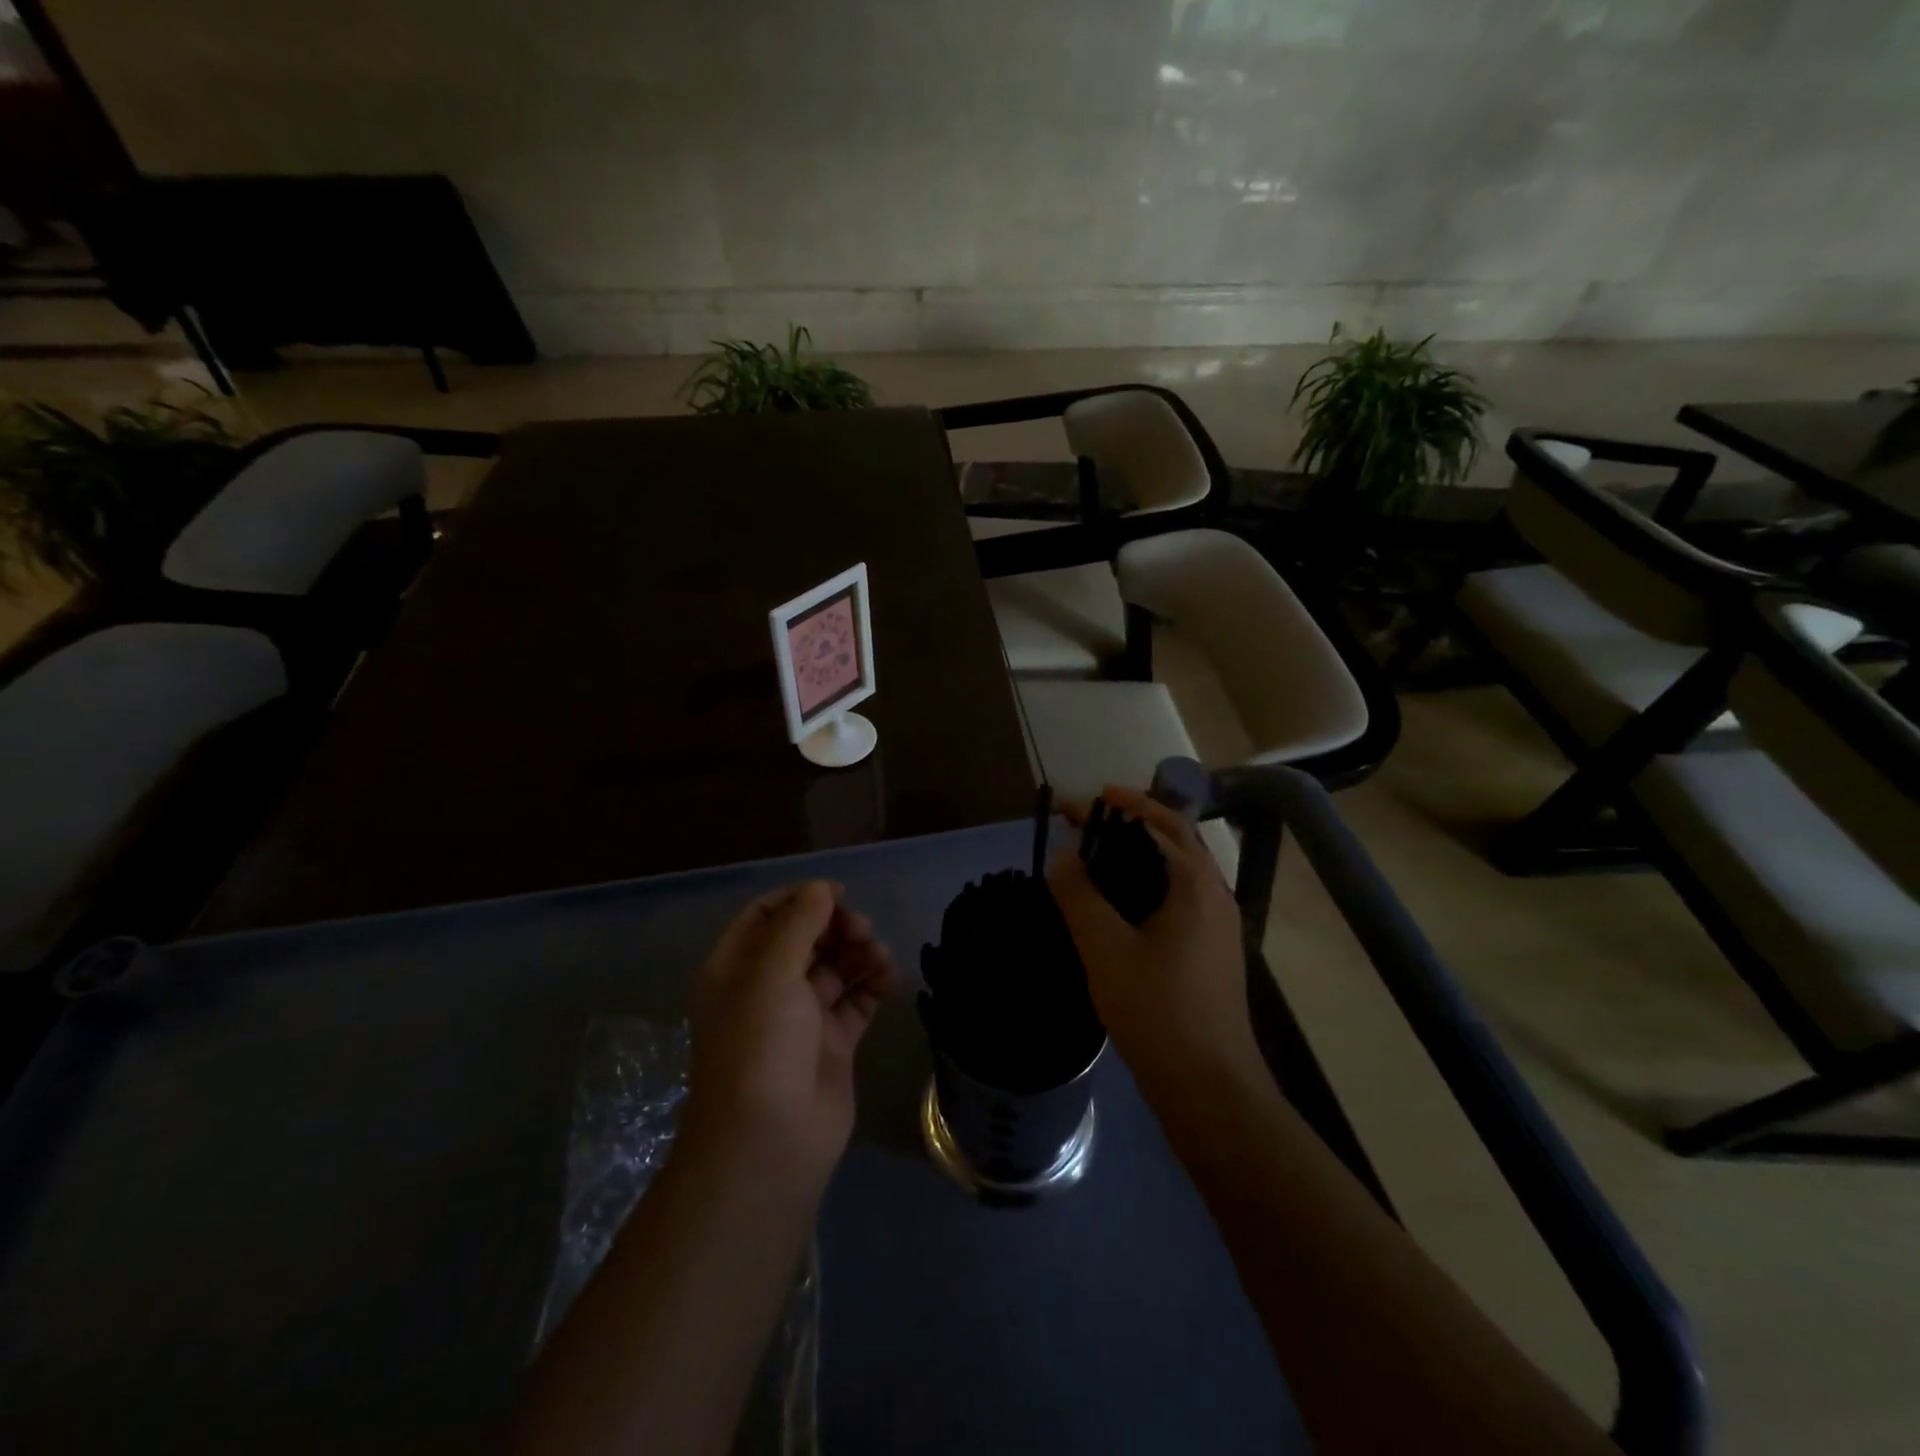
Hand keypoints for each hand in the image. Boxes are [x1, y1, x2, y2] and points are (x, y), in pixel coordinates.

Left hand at [684, 881, 898, 1189]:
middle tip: (863, 930)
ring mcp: (801, 1018)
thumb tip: (822, 887)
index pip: (766, 915)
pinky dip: (873, 984)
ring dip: (858, 953)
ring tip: (879, 955)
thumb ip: (799, 923)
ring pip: (834, 968)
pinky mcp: (832, 1043)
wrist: (770, 1142)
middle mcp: (766, 988)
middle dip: (836, 926)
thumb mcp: (771, 973)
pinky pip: (856, 1001)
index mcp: (736, 968)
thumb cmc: (760, 1046)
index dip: (801, 899)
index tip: (838, 894)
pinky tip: (889, 976)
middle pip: (806, 938)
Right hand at [1047, 787, 1256, 1089]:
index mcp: (1196, 884)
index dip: (1118, 805)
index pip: (1158, 822)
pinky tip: (1120, 903)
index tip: (1077, 803)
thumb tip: (1063, 856)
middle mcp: (1215, 895)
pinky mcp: (1212, 951)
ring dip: (1141, 851)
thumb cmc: (1157, 1011)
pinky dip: (1148, 882)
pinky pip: (1179, 897)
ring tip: (1097, 854)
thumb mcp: (1105, 949)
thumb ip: (1079, 896)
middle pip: (1175, 839)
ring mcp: (1218, 925)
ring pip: (1178, 870)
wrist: (1209, 1087)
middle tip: (1087, 819)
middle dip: (1132, 820)